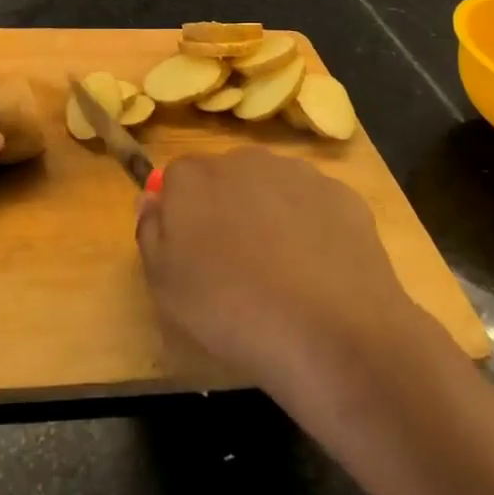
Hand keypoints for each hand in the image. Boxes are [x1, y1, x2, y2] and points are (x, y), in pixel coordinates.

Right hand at [136, 147, 434, 395]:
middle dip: (227, 208)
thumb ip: (150, 231)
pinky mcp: (343, 194)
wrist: (330, 335)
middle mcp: (245, 160)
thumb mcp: (165, 285)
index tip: (193, 253)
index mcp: (194, 176)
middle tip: (236, 264)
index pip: (176, 179)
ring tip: (281, 272)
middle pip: (226, 177)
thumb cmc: (230, 311)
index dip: (183, 215)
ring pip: (272, 187)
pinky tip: (318, 271)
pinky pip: (315, 205)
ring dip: (270, 213)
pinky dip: (313, 227)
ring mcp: (299, 173)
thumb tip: (152, 199)